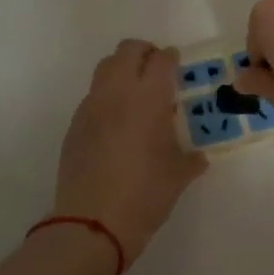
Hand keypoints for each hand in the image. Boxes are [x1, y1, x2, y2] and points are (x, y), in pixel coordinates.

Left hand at [53, 40, 207, 265]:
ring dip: (122, 70)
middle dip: (144, 53)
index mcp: (149, 99)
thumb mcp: (178, 177)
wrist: (92, 224)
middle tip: (156, 71)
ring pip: (105, 68)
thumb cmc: (145, 196)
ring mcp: (91, 107)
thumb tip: (198, 157)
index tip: (177, 65)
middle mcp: (117, 93)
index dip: (171, 58)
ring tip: (135, 94)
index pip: (161, 60)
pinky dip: (107, 97)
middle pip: (127, 51)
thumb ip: (191, 159)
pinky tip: (116, 124)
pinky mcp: (74, 125)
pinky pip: (93, 96)